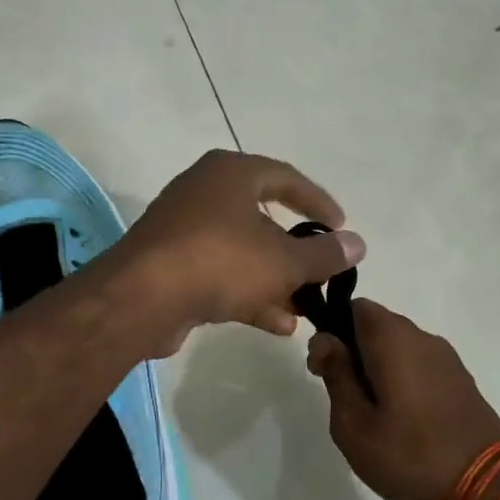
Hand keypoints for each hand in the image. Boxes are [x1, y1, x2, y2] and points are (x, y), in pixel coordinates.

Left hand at [108, 150, 364, 354]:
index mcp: (230, 174)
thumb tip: (358, 244)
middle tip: (321, 273)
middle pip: (262, 219)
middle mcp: (204, 193)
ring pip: (241, 252)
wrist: (141, 298)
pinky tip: (277, 325)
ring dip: (274, 281)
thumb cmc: (219, 261)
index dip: (318, 202)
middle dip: (295, 253)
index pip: (285, 178)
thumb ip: (324, 254)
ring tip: (305, 309)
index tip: (341, 227)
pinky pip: (219, 275)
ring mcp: (183, 230)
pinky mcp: (170, 266)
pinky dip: (248, 295)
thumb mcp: (283, 260)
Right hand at [308, 299, 499, 499]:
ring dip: (377, 368)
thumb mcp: (354, 423)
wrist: (488, 487)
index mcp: (393, 338)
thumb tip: (325, 340)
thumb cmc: (410, 454)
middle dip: (353, 351)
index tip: (323, 369)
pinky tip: (401, 420)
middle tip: (343, 397)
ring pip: (398, 346)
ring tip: (371, 415)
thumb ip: (336, 374)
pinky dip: (402, 380)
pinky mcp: (461, 380)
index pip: (354, 307)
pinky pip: (420, 364)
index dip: (332, 330)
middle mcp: (422, 336)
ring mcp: (446, 358)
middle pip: (376, 326)